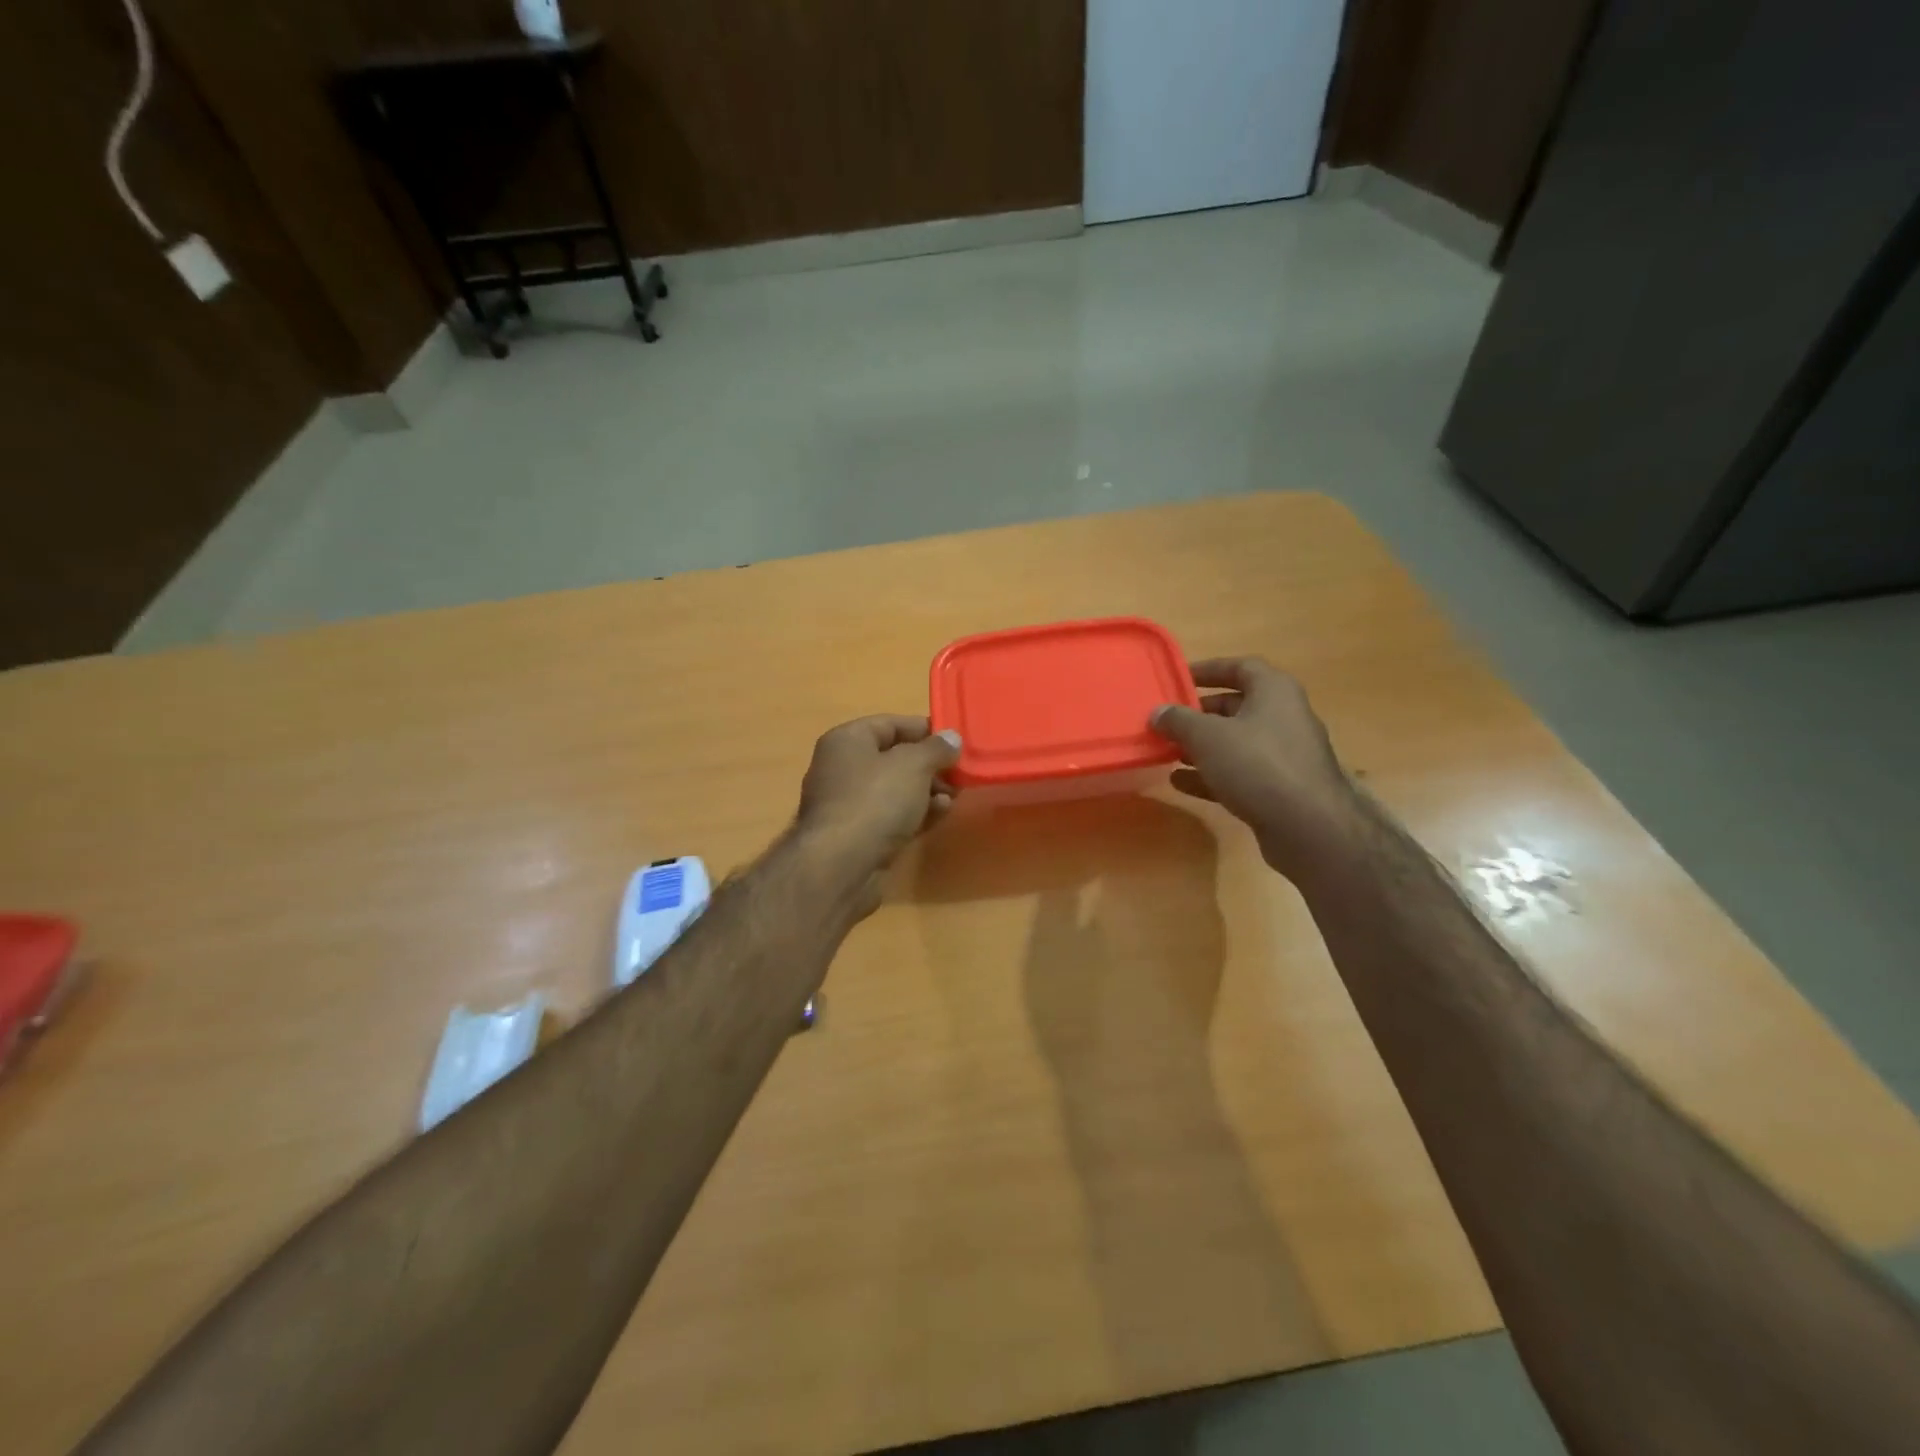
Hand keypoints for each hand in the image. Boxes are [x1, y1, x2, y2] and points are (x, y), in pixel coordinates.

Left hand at [794, 716, 961, 910]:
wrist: (841, 866)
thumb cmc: (875, 800)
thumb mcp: (913, 765)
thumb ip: (936, 748)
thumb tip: (951, 737)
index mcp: (847, 740)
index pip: (890, 724)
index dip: (924, 729)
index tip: (955, 740)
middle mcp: (842, 768)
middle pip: (894, 758)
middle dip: (930, 765)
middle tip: (960, 773)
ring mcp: (848, 804)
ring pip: (895, 790)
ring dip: (927, 791)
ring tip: (954, 796)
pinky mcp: (858, 835)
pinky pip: (892, 815)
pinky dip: (916, 813)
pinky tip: (940, 814)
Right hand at [1150, 657, 1358, 880]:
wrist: (1307, 826)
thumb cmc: (1257, 764)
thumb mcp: (1207, 737)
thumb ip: (1178, 721)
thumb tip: (1157, 712)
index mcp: (1274, 691)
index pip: (1240, 667)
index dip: (1208, 669)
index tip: (1178, 677)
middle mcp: (1283, 717)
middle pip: (1236, 706)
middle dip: (1199, 713)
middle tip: (1167, 720)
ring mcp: (1284, 755)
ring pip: (1236, 742)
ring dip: (1202, 746)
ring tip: (1168, 751)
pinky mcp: (1280, 788)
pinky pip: (1240, 773)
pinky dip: (1211, 774)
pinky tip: (1180, 783)